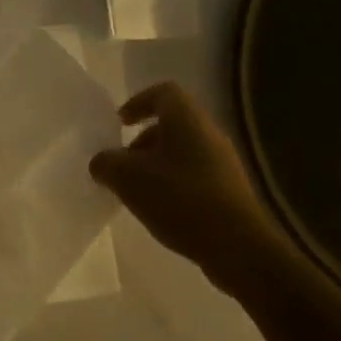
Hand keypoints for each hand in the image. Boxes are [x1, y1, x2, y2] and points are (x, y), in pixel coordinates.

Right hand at [89, 81, 294, 299]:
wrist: (238, 247)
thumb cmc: (180, 199)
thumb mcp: (128, 178)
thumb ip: (106, 164)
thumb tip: (102, 163)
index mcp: (187, 120)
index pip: (163, 93)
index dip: (138, 102)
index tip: (120, 124)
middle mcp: (209, 134)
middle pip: (171, 125)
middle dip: (142, 142)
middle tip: (123, 165)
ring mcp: (224, 164)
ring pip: (182, 152)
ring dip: (156, 166)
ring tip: (137, 193)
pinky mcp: (230, 191)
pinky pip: (194, 176)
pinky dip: (173, 185)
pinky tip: (161, 210)